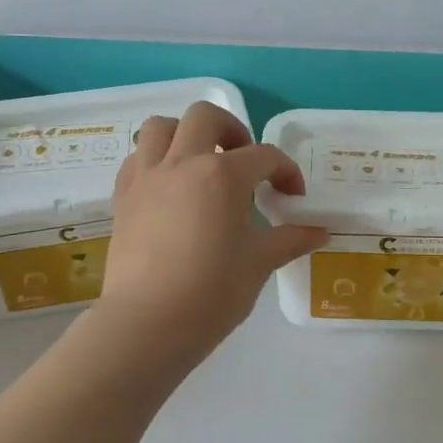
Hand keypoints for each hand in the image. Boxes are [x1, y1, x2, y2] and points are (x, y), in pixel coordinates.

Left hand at [90, 102, 327, 376]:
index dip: (286, 172)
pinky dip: (155, 161)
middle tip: (243, 161)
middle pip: (206, 117)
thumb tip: (319, 231)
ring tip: (200, 163)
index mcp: (223, 175)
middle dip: (232, 130)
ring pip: (161, 127)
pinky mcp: (123, 198)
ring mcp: (147, 177)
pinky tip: (170, 188)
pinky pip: (137, 159)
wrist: (147, 325)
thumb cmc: (212, 293)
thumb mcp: (259, 263)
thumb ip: (290, 239)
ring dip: (185, 135)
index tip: (292, 197)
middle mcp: (183, 163)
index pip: (265, 156)